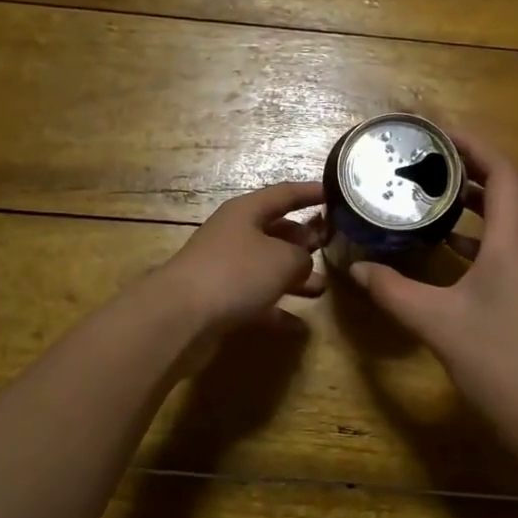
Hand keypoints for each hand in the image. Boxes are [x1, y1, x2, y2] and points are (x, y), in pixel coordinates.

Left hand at [151, 181, 326, 340]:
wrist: (181, 315)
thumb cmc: (236, 273)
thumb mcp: (283, 259)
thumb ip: (302, 257)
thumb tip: (302, 263)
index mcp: (247, 212)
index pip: (284, 194)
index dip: (311, 192)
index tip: (336, 192)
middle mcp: (235, 234)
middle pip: (275, 231)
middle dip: (304, 239)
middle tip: (332, 246)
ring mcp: (225, 267)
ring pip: (268, 266)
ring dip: (294, 276)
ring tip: (322, 287)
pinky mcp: (221, 298)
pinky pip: (257, 299)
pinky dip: (278, 308)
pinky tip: (300, 325)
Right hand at [348, 133, 517, 441]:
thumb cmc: (496, 358)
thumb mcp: (434, 321)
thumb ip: (392, 290)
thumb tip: (357, 268)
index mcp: (513, 239)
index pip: (502, 171)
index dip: (473, 145)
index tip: (438, 133)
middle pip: (514, 186)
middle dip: (478, 165)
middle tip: (436, 160)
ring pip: (515, 215)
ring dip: (483, 198)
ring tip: (440, 193)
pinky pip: (512, 243)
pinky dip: (484, 232)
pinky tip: (452, 246)